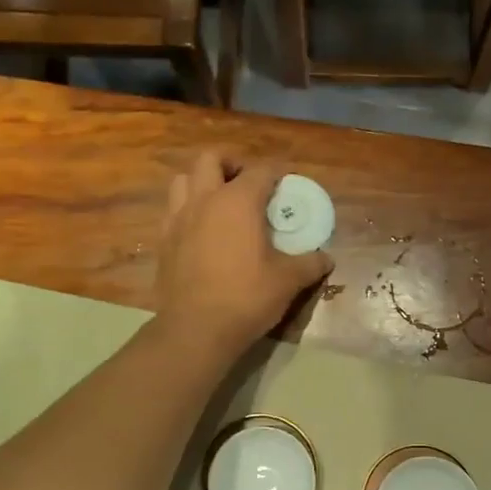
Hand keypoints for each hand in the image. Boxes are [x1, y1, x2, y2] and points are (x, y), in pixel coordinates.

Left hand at [154, 152, 332, 355]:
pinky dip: (187, 210)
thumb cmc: (246, 297)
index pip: (261, 170)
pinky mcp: (163, 241)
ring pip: (183, 180)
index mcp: (238, 201)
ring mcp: (178, 219)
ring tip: (219, 202)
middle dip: (231, 164)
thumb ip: (310, 264)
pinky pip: (172, 211)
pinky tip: (201, 231)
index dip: (277, 173)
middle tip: (247, 183)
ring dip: (202, 182)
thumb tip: (327, 259)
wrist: (195, 330)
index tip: (287, 183)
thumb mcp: (288, 281)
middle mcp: (204, 200)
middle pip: (211, 159)